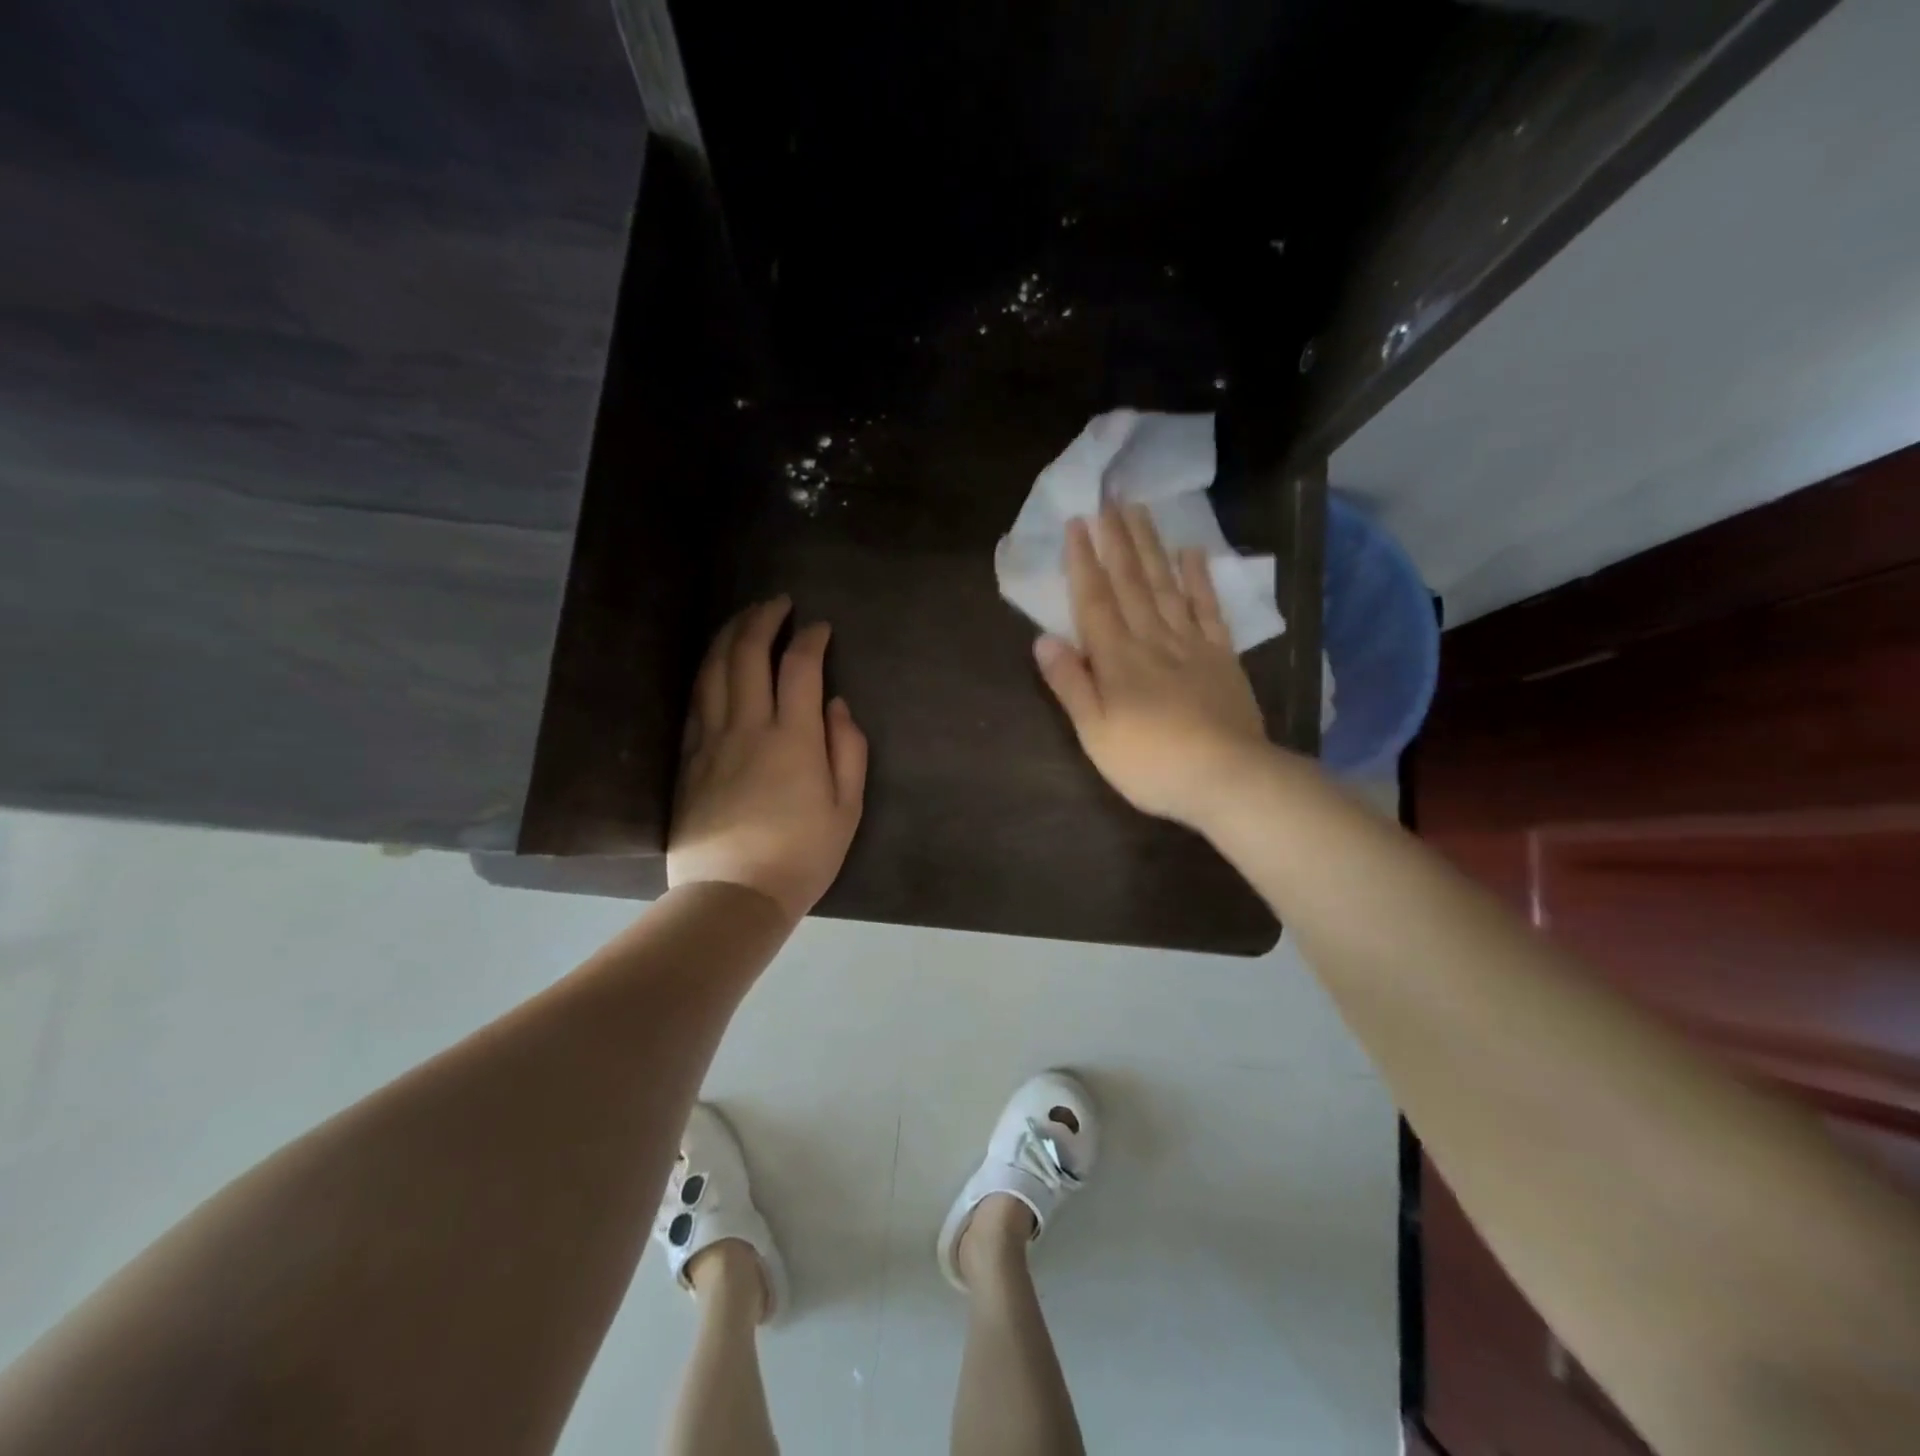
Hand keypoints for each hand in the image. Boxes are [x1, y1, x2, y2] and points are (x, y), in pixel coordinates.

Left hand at [667, 597, 867, 920]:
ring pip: (714, 669)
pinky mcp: (687, 757)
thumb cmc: (802, 856)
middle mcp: (748, 727)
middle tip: (777, 603)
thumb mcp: (847, 809)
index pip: (799, 667)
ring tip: (744, 617)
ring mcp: (711, 739)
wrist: (733, 894)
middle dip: (763, 619)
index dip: (810, 638)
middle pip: (748, 654)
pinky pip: (695, 699)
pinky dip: (707, 669)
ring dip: (729, 634)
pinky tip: (715, 661)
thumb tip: (837, 705)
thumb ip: (848, 750)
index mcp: (794, 738)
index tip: (820, 627)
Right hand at [1032, 504, 1271, 829]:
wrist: (1226, 777)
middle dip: (1117, 540)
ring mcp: (1191, 644)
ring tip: (1140, 511)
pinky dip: (1200, 579)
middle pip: (1131, 582)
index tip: (1078, 523)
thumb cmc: (1150, 763)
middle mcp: (1152, 639)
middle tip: (1109, 499)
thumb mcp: (1095, 733)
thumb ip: (1071, 684)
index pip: (1095, 600)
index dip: (1084, 562)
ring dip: (1151, 547)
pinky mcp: (1221, 657)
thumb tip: (1043, 639)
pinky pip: (1208, 609)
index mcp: (1117, 659)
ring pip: (1166, 585)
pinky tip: (1192, 553)